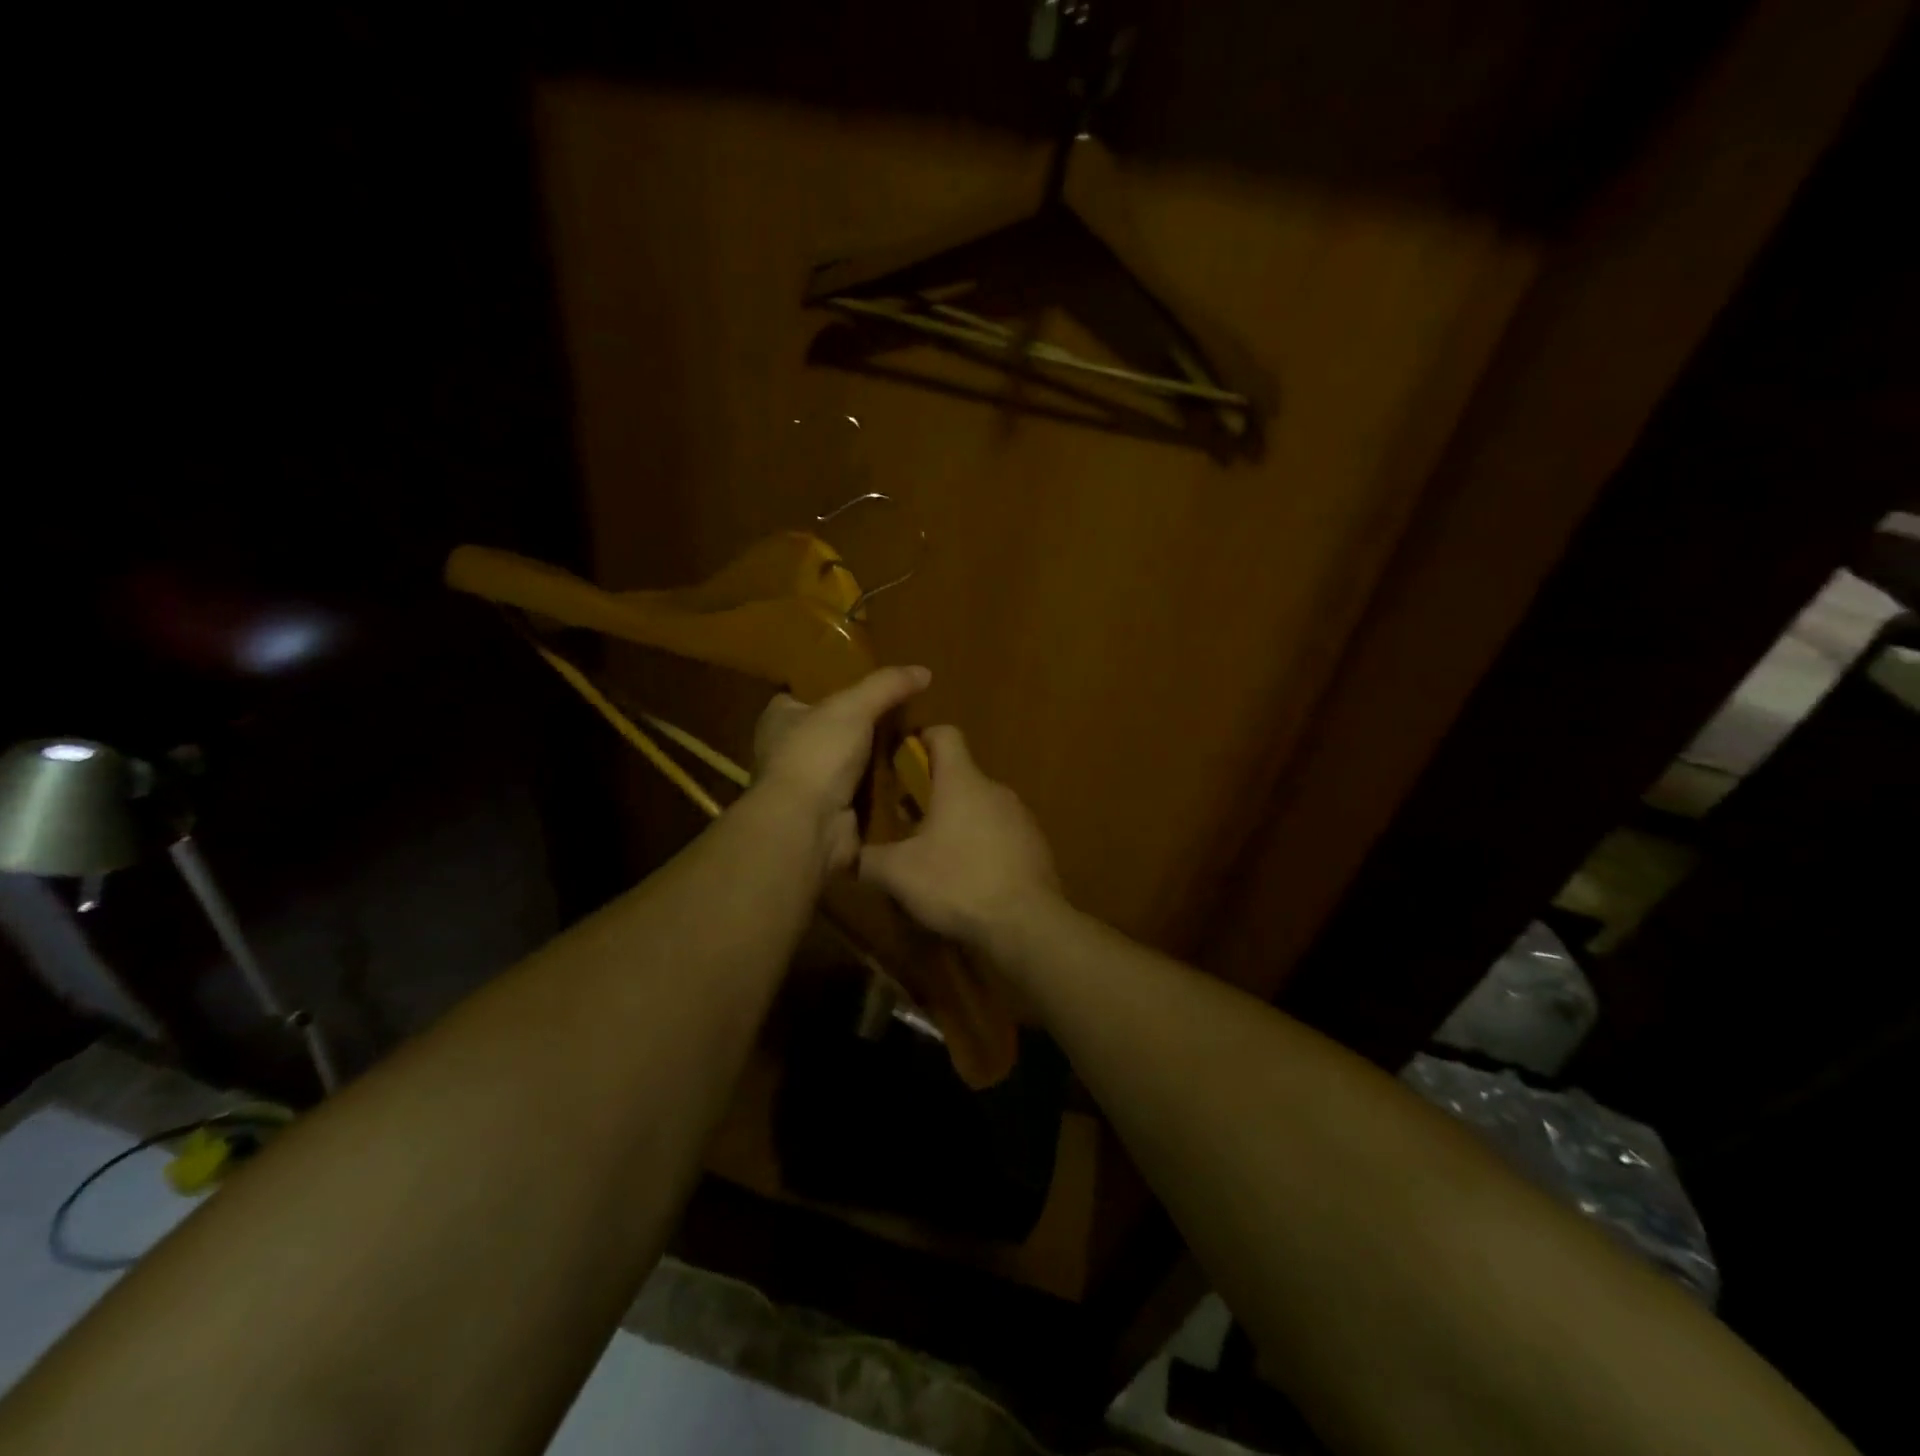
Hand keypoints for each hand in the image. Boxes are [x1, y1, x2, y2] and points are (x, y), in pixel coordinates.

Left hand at [749, 665, 930, 876]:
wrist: (809, 825)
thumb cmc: (818, 754)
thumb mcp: (854, 706)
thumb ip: (887, 685)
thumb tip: (924, 671)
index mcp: (780, 720)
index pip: (800, 697)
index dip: (828, 690)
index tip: (864, 688)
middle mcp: (788, 752)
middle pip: (830, 732)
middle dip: (862, 729)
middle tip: (903, 719)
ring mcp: (808, 787)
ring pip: (848, 766)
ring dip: (876, 763)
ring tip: (915, 748)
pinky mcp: (829, 815)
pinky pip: (862, 797)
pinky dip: (882, 793)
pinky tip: (911, 782)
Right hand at [858, 725, 1061, 949]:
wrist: (1027, 924)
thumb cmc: (957, 883)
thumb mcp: (898, 874)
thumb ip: (867, 859)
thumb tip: (845, 855)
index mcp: (961, 781)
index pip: (944, 734)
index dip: (921, 740)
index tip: (902, 763)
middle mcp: (994, 790)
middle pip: (959, 776)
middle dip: (931, 794)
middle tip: (906, 823)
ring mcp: (1020, 817)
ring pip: (980, 807)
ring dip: (956, 822)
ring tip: (935, 857)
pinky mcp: (1035, 845)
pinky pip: (1000, 834)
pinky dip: (981, 846)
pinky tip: (968, 879)